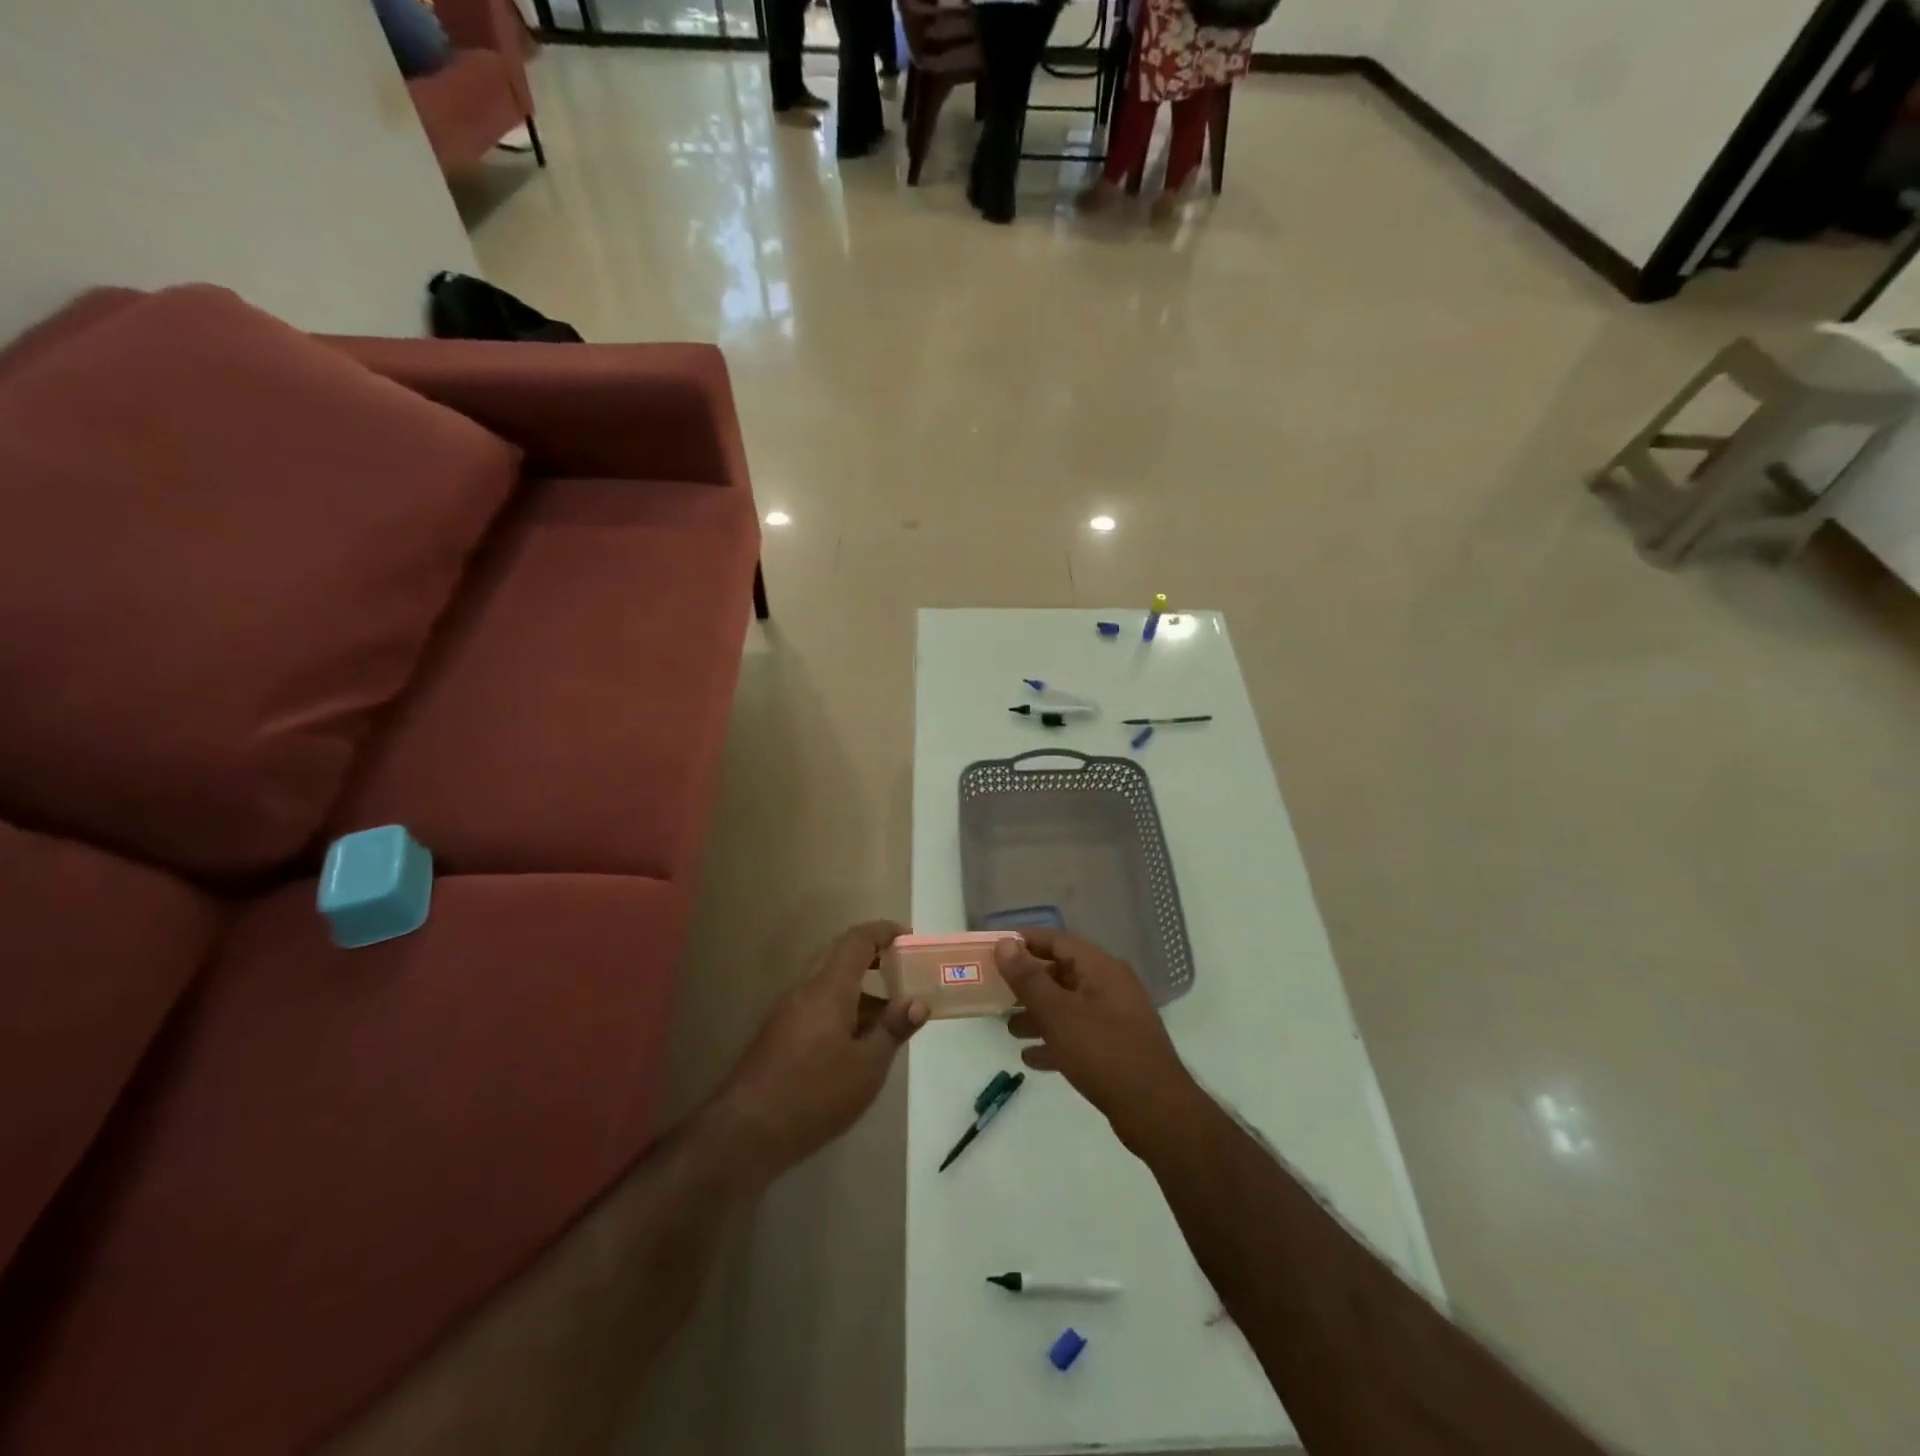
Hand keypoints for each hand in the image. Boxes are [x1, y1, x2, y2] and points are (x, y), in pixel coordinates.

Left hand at [715, 921, 927, 1176]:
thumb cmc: (814, 1095)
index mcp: (828, 988)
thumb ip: (893, 1029)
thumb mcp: (867, 1066)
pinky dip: (843, 1007)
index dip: (884, 932)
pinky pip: (816, 1004)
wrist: (745, 1133)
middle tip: (903, 969)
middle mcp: (805, 989)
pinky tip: (858, 1041)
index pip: (857, 940)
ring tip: (889, 1013)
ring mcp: (787, 1011)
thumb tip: (918, 1002)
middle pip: (840, 955)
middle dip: (873, 955)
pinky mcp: (778, 1034)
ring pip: (828, 982)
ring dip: (859, 987)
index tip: (909, 937)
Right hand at [996, 929, 1205, 1153]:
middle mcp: (1110, 986)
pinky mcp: (1117, 1048)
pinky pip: (1079, 1035)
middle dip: (1028, 982)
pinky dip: (1055, 1040)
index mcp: (1101, 968)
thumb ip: (1028, 978)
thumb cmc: (1103, 1052)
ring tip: (1008, 1027)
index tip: (994, 949)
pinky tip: (1031, 1058)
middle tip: (995, 991)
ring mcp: (1116, 1018)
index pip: (1057, 941)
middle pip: (1062, 973)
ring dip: (1038, 1014)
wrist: (1155, 1111)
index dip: (1025, 942)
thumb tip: (1005, 943)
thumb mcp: (1058, 1013)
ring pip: (1069, 1006)